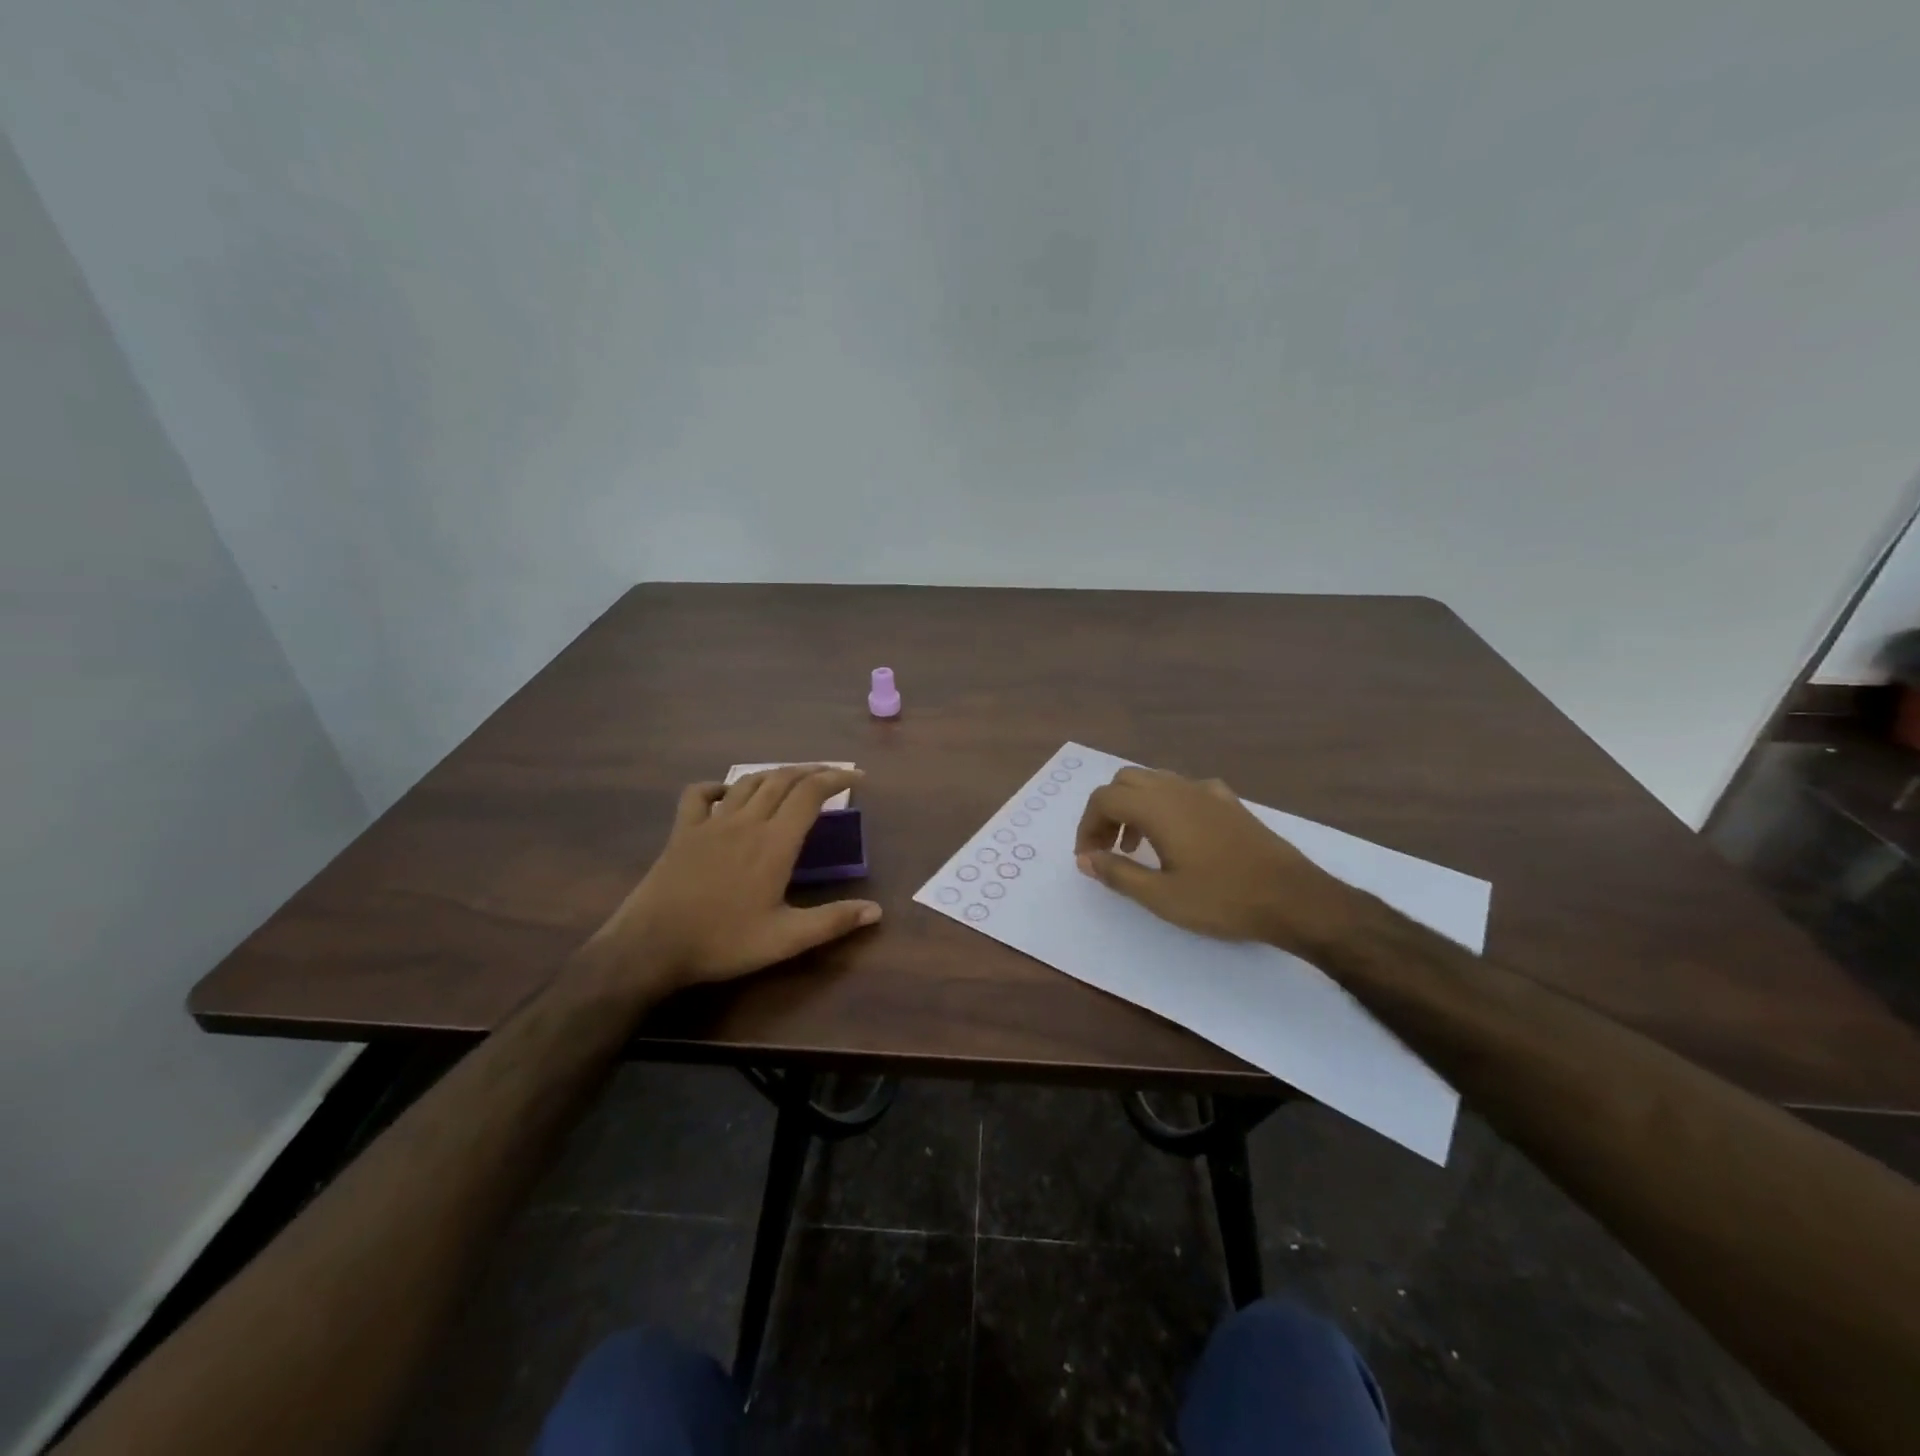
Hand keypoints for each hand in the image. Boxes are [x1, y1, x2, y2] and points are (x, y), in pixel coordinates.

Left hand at [588, 766, 881, 989]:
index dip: (837, 779)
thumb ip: (832, 921)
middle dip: (812, 770)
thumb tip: (876, 910)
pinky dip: (718, 786)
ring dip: (774, 774)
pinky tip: (726, 793)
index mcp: (775, 843)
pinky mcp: (683, 831)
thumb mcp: (785, 939)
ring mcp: (711, 823)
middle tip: (832, 776)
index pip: (811, 794)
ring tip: (791, 778)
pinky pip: (699, 794)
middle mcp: (746, 822)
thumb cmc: (723, 942)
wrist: (652, 946)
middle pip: (783, 779)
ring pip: (748, 782)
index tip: (858, 778)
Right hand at [1073, 767, 1360, 957]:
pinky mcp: (1229, 802)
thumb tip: (1086, 858)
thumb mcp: (1161, 896)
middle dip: (1108, 811)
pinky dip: (1164, 805)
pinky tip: (1177, 836)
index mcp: (1157, 807)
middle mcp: (1178, 788)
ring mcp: (1207, 792)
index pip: (1103, 799)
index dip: (1087, 826)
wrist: (1294, 898)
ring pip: (1155, 782)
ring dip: (1134, 807)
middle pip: (1125, 782)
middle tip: (1107, 849)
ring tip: (1136, 846)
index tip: (1088, 858)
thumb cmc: (1222, 899)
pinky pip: (1183, 790)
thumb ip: (1117, 873)